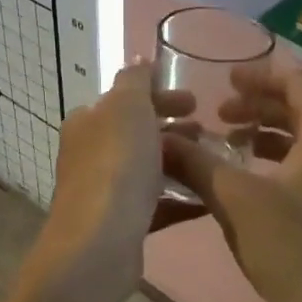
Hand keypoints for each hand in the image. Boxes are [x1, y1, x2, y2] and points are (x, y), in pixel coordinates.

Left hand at [37, 60, 202, 287]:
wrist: (100, 243)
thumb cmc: (116, 164)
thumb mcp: (127, 107)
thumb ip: (134, 80)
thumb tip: (139, 59)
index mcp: (87, 123)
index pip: (125, 100)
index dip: (160, 96)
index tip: (196, 103)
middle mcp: (90, 155)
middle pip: (137, 135)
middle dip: (173, 130)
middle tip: (208, 132)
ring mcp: (105, 192)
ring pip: (148, 170)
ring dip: (180, 162)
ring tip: (214, 162)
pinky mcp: (122, 225)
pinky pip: (157, 205)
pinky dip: (181, 198)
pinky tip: (209, 198)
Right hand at [162, 64, 301, 301]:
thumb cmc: (293, 248)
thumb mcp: (236, 200)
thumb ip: (197, 163)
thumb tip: (160, 139)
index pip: (298, 83)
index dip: (260, 76)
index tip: (225, 78)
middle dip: (260, 106)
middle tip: (219, 112)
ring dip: (269, 135)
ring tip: (230, 143)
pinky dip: (281, 161)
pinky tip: (252, 182)